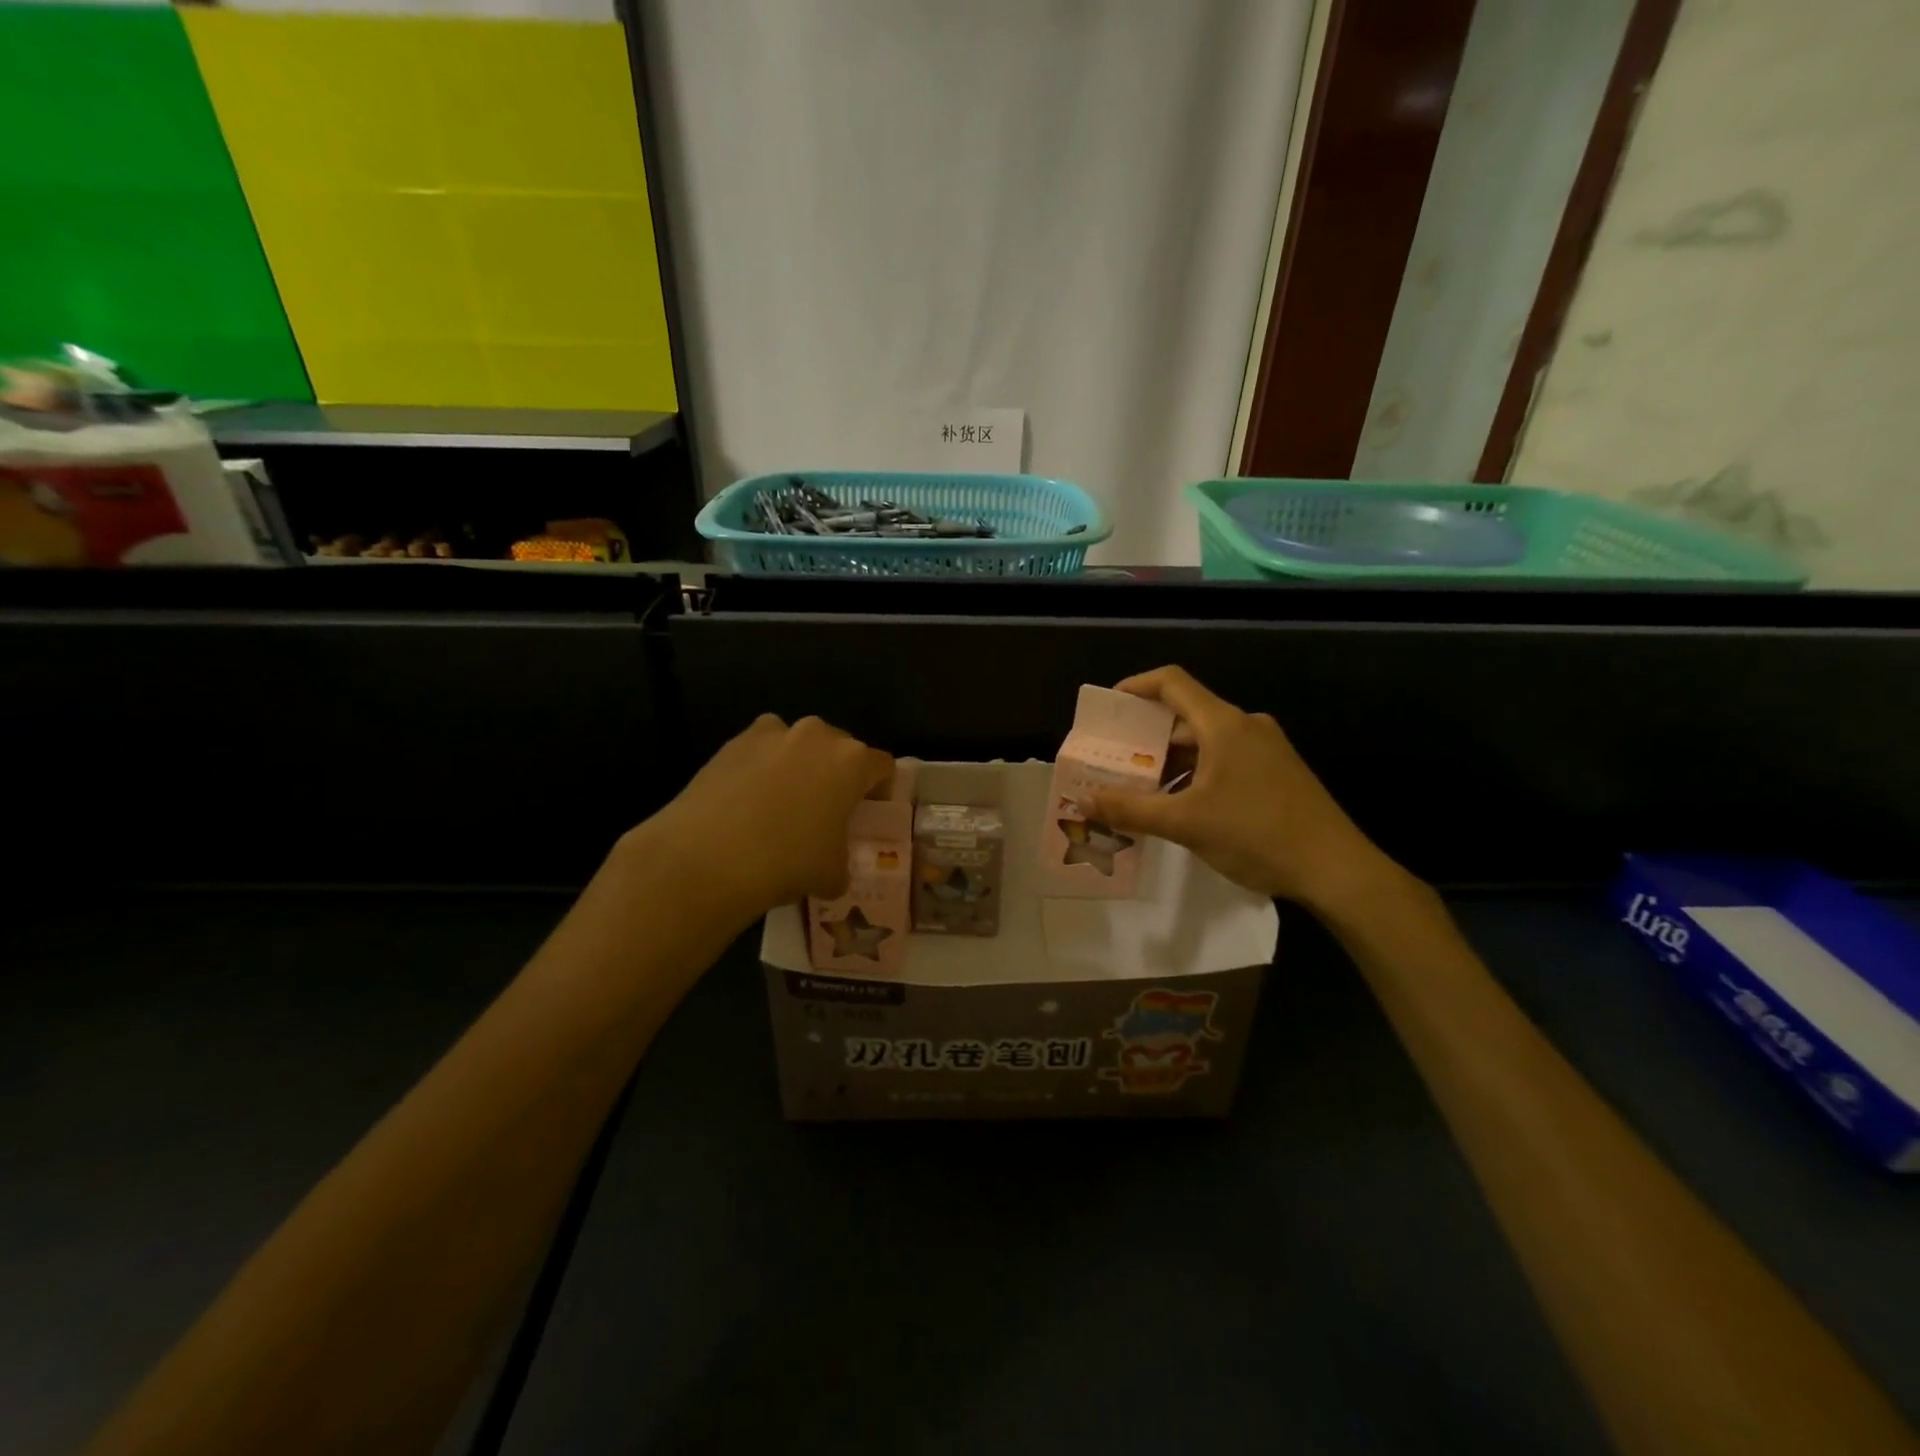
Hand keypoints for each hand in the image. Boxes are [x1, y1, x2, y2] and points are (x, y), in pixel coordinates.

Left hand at [641, 714, 893, 918]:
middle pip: (840, 748)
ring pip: (797, 745)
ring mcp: (772, 733)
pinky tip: (747, 803)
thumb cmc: (788, 861)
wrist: (708, 857)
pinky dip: (760, 769)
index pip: (882, 766)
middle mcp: (817, 735)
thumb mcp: (833, 873)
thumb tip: (833, 867)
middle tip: (826, 809)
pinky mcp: (732, 742)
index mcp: (852, 761)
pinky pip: (760, 751)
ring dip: (798, 766)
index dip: (880, 790)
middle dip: (837, 774)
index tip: (868, 813)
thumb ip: (843, 860)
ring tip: (782, 803)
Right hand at [1086, 666, 1399, 913]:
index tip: (1107, 708)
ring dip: (1170, 761)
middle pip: (1186, 714)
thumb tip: (1085, 800)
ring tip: (1140, 790)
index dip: (1135, 687)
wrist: (1336, 869)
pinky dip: (1196, 773)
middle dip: (1146, 737)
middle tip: (1115, 761)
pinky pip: (1225, 759)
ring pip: (1205, 741)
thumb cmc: (1256, 834)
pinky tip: (1181, 806)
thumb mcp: (1185, 823)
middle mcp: (1246, 726)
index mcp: (1224, 724)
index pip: (1172, 682)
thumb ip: (1130, 809)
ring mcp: (1266, 749)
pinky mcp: (1277, 772)